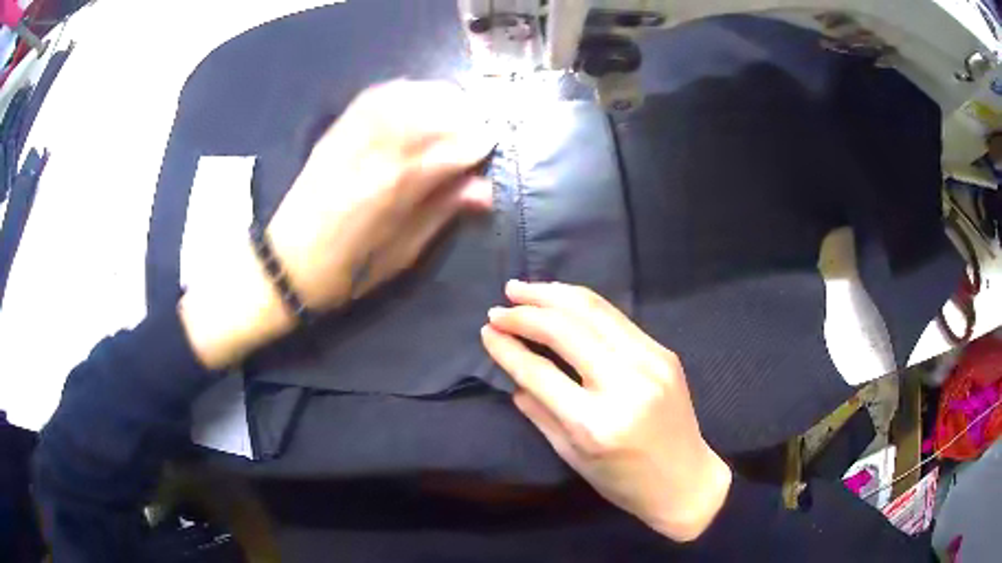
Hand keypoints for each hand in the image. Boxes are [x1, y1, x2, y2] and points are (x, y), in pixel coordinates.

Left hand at [180, 80, 493, 368]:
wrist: (286, 265)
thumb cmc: (348, 271)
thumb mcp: (403, 253)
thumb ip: (443, 212)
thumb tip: (484, 189)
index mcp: (397, 187)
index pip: (454, 147)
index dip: (480, 143)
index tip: (492, 147)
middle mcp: (377, 151)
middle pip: (433, 110)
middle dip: (464, 114)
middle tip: (477, 127)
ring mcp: (352, 135)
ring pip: (407, 95)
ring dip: (437, 98)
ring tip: (452, 111)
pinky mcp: (336, 131)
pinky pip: (375, 95)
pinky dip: (403, 91)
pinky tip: (415, 99)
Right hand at [481, 281, 732, 541]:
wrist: (685, 480)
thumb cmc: (623, 481)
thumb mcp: (572, 457)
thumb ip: (539, 412)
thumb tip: (513, 374)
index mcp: (596, 423)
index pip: (539, 372)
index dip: (507, 348)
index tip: (486, 332)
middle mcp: (625, 384)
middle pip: (566, 330)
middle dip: (526, 312)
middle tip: (499, 306)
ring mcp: (650, 362)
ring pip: (593, 310)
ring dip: (552, 295)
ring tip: (521, 289)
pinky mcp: (663, 351)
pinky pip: (615, 317)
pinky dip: (581, 303)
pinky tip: (560, 299)